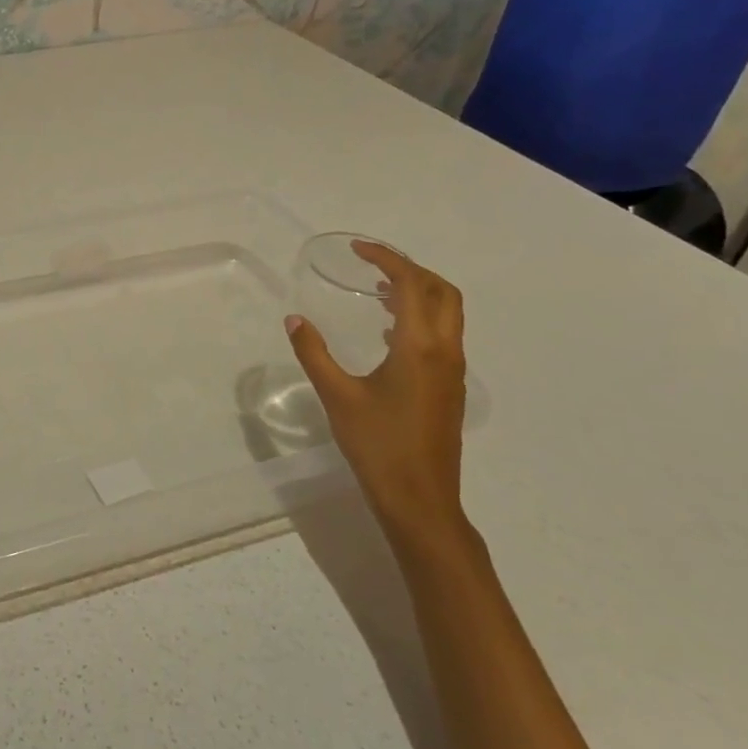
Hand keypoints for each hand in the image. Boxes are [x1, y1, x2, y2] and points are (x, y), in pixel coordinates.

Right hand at [286, 241, 468, 553]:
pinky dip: (421, 318)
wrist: (420, 499)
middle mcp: (445, 351)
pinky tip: (388, 333)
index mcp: (420, 346)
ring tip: (378, 292)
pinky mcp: (451, 387)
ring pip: (447, 314)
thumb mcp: (337, 396)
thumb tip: (294, 320)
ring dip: (418, 293)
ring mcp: (453, 371)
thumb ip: (314, 353)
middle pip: (442, 291)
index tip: (359, 249)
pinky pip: (443, 335)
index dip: (388, 260)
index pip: (412, 285)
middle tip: (373, 266)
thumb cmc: (378, 444)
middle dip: (411, 270)